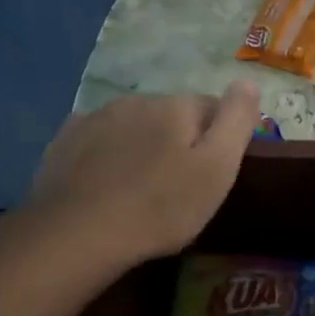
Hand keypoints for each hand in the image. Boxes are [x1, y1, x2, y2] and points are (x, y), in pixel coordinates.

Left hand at [31, 83, 261, 264]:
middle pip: (171, 116)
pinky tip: (105, 183)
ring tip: (140, 188)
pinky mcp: (65, 140)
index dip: (219, 139)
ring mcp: (96, 117)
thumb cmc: (162, 206)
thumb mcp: (217, 168)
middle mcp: (138, 100)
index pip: (213, 108)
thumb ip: (236, 120)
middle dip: (178, 141)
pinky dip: (107, 154)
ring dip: (142, 146)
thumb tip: (249, 82)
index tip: (215, 172)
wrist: (80, 233)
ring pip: (133, 126)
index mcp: (177, 106)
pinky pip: (98, 140)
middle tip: (178, 186)